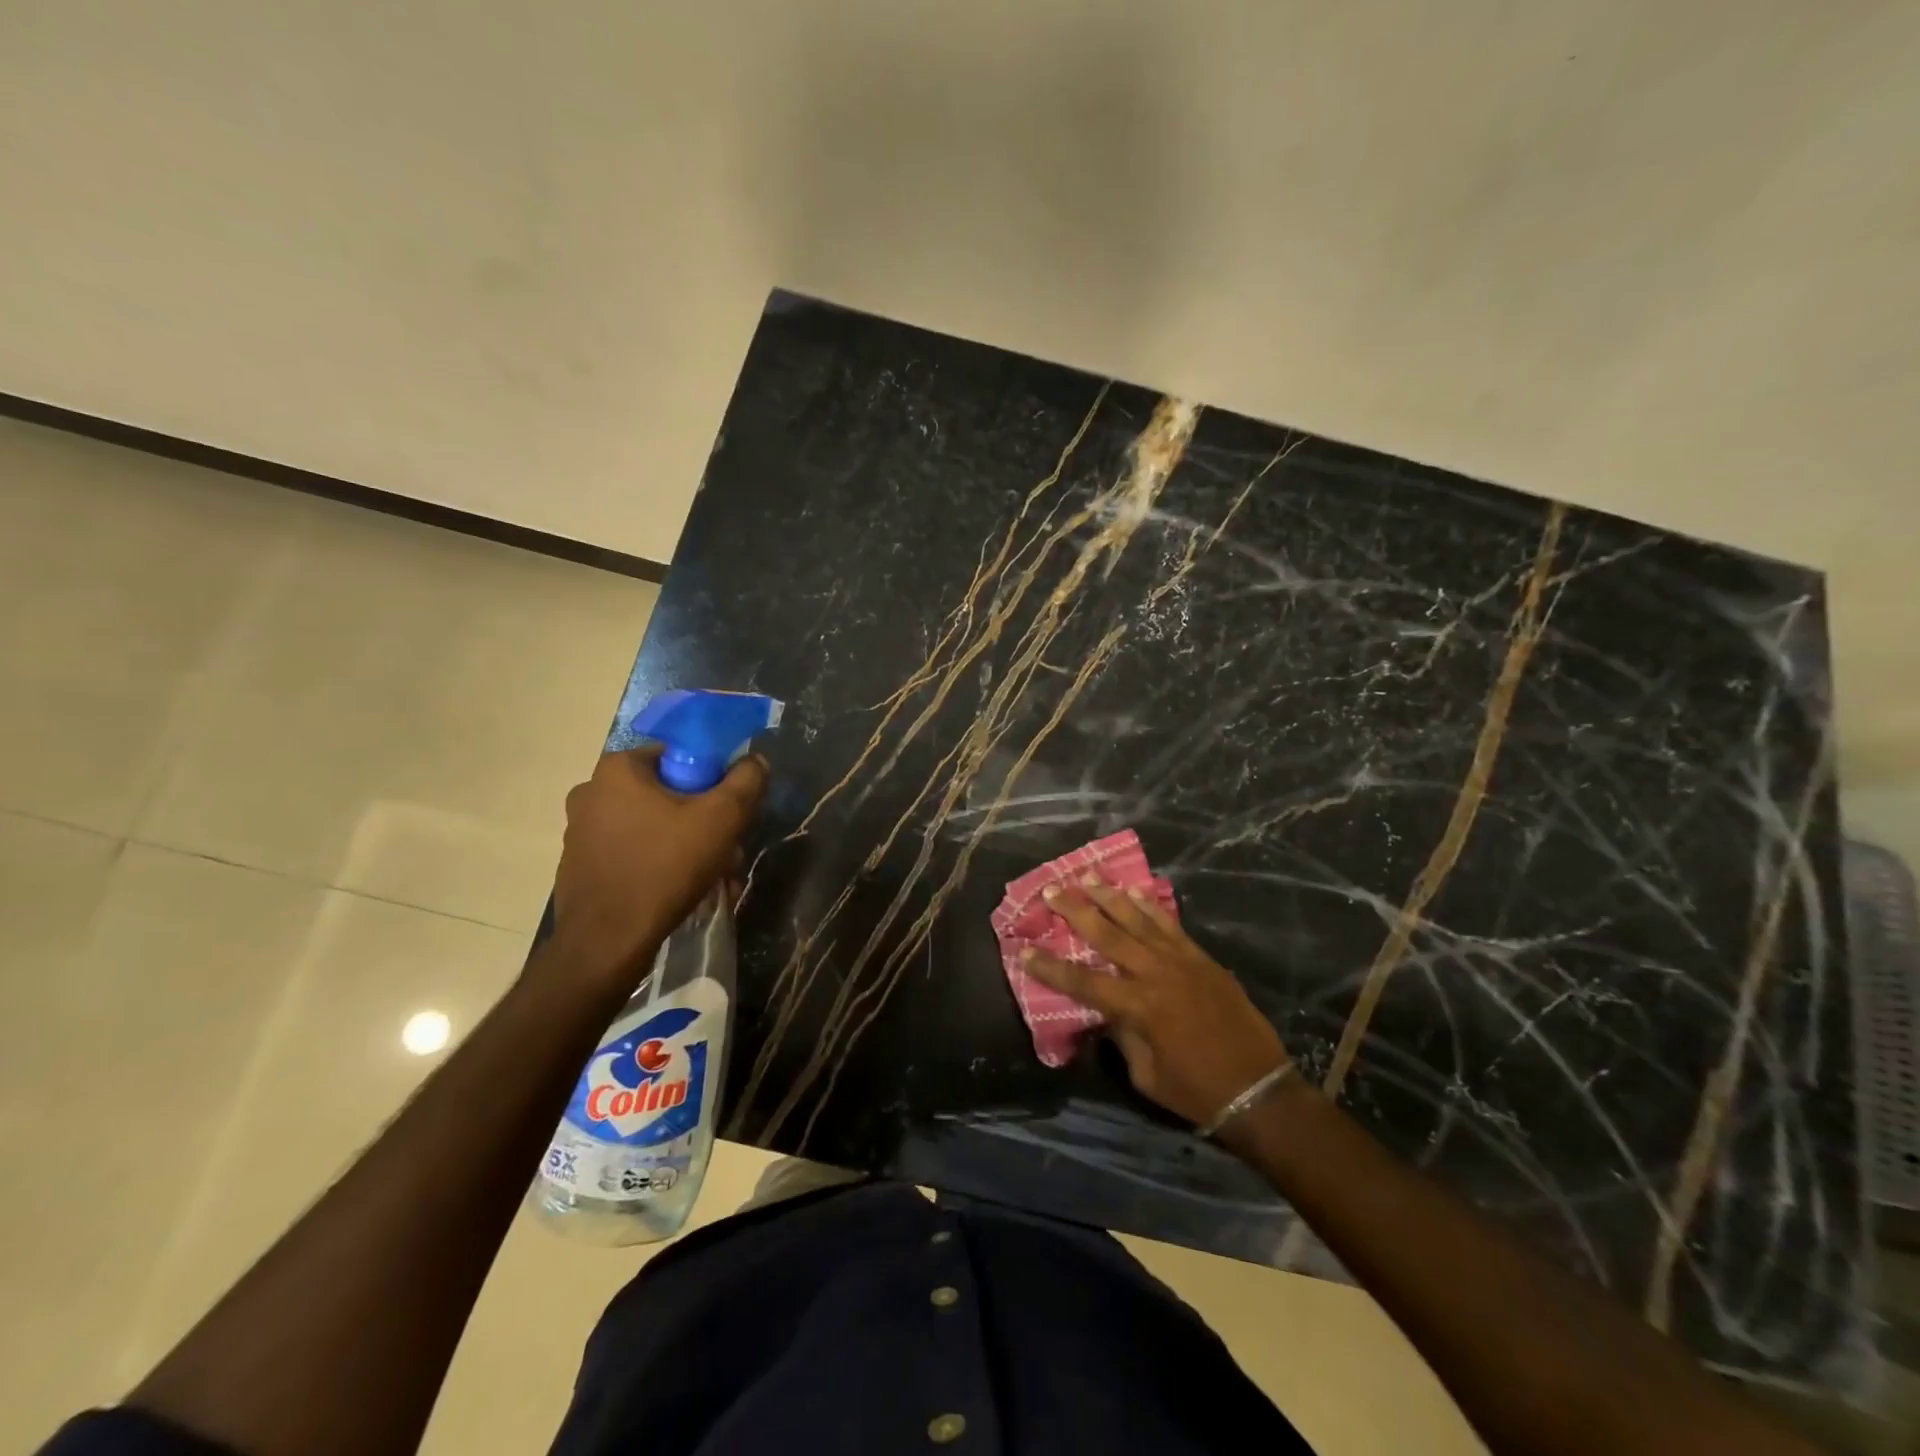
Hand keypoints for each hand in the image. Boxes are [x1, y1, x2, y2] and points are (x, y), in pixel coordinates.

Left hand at [550, 746, 767, 984]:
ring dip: (684, 845)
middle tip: (726, 851)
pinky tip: (679, 891)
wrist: (607, 942)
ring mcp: (580, 831)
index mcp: (618, 769)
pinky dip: (658, 864)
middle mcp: (591, 791)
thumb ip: (746, 781)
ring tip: (711, 878)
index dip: (712, 780)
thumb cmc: (665, 868)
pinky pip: (631, 852)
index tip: (729, 812)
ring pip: (651, 826)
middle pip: (667, 794)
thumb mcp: (722, 818)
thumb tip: (755, 760)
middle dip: (702, 820)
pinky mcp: (579, 865)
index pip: (679, 756)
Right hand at [1022, 877, 1289, 1127]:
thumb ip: (1122, 1036)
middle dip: (1076, 911)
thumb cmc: (1196, 1091)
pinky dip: (1150, 906)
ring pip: (1138, 920)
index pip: (1082, 981)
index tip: (1023, 949)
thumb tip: (1107, 1010)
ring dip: (1110, 896)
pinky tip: (1135, 892)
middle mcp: (1155, 975)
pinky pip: (1170, 924)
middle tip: (1052, 890)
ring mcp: (1181, 961)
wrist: (1259, 1088)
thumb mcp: (1146, 1074)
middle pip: (1107, 935)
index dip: (1050, 966)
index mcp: (1137, 1007)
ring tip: (1088, 876)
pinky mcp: (1202, 958)